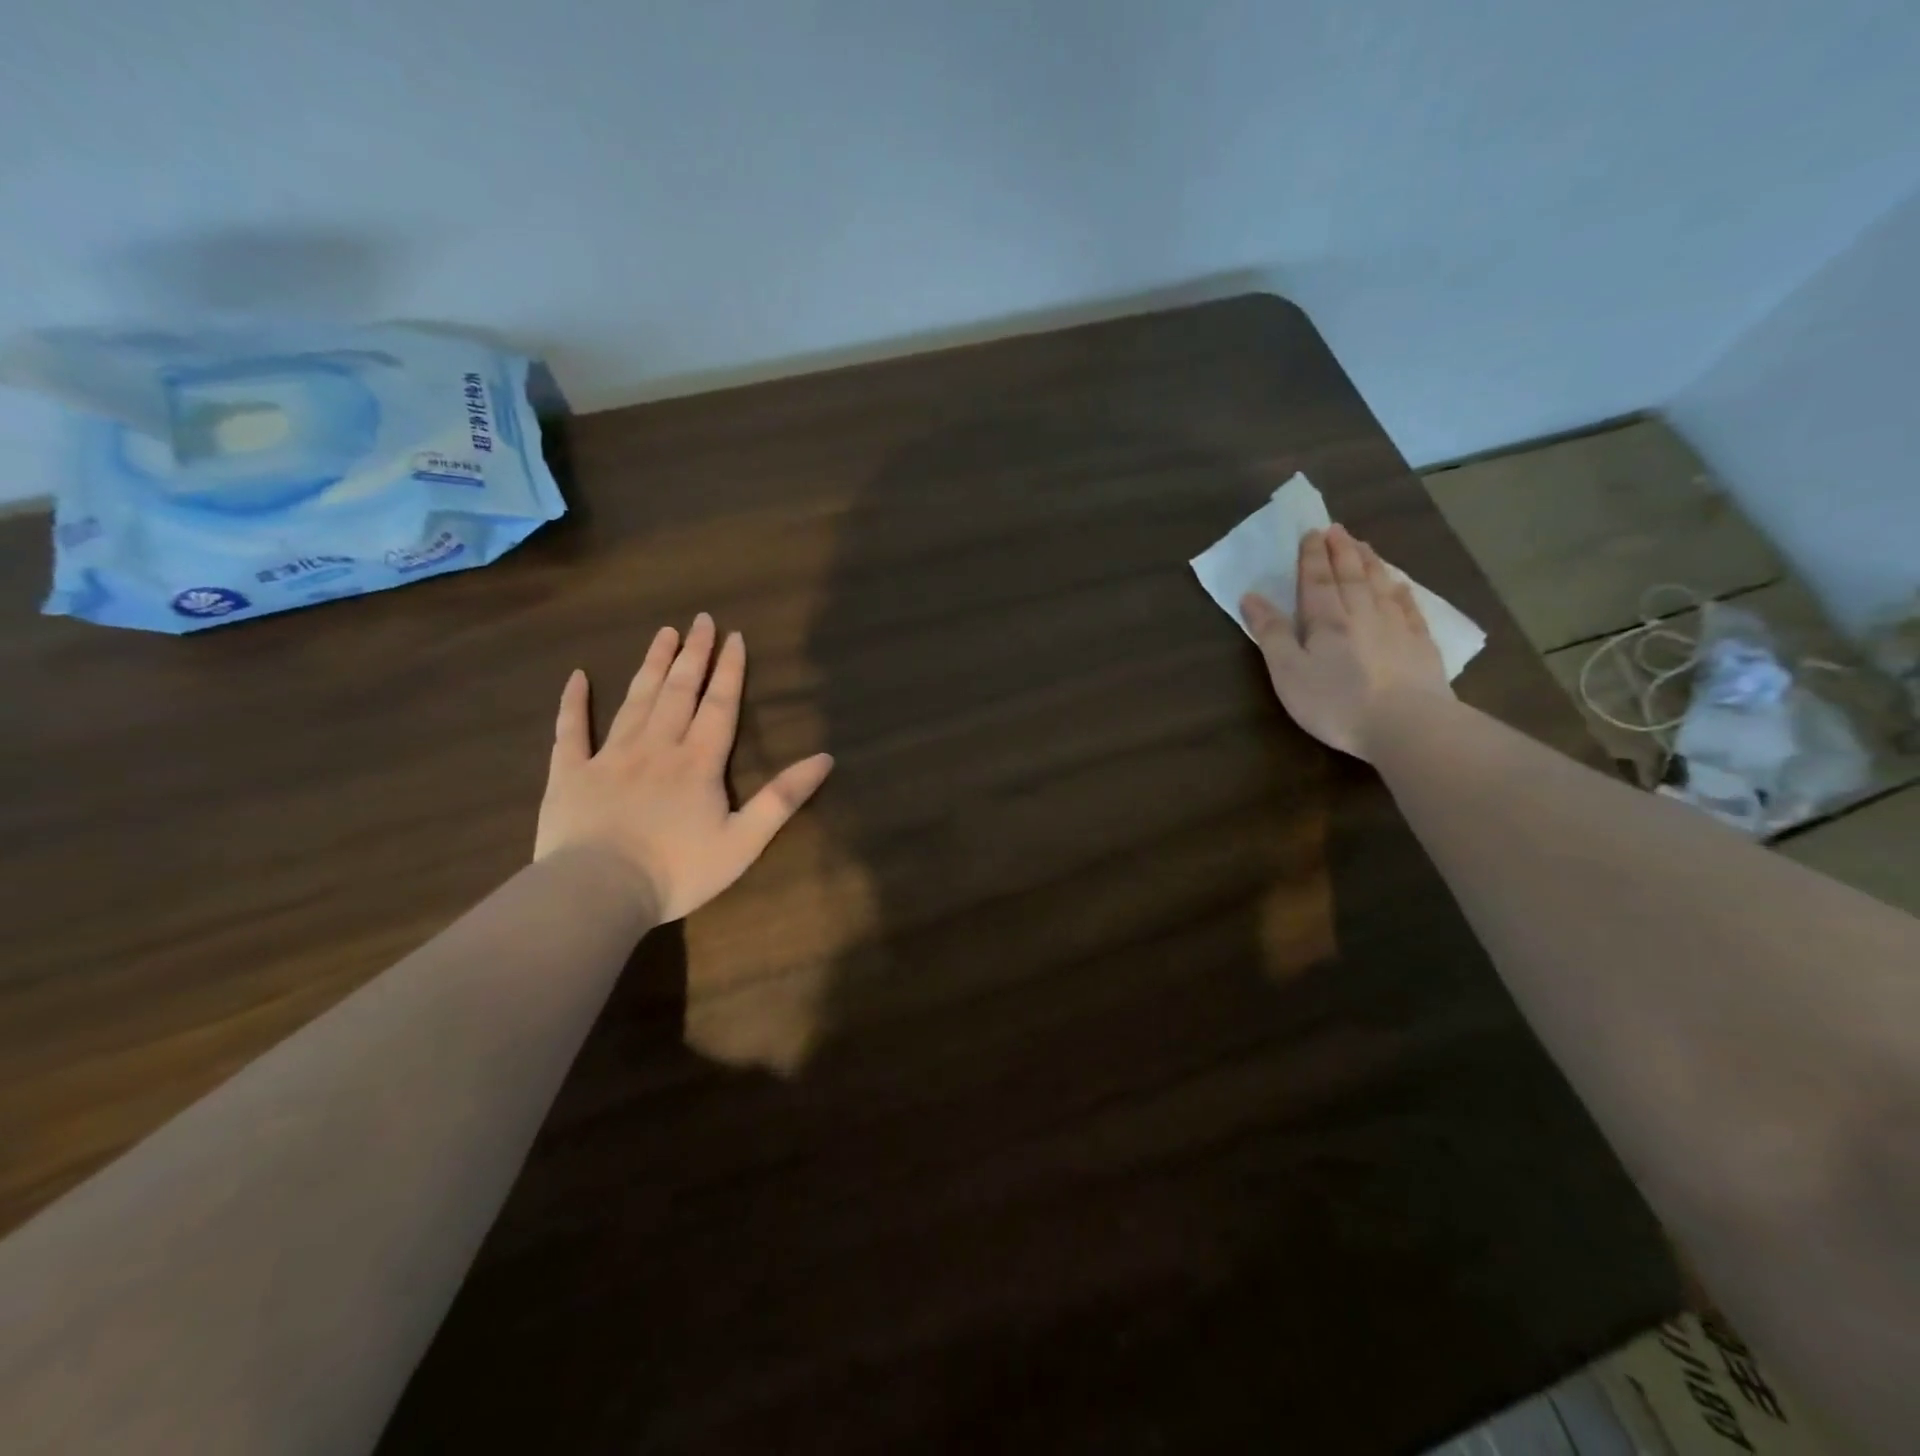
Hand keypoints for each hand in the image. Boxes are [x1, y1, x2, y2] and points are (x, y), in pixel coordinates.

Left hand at [534, 613, 834, 921]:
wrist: (598, 892)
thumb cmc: (678, 871)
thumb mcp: (745, 840)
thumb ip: (783, 798)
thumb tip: (825, 758)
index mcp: (698, 762)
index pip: (719, 705)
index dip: (729, 670)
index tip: (734, 636)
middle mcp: (657, 747)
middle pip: (679, 691)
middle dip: (693, 654)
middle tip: (701, 620)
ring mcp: (609, 756)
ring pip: (635, 700)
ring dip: (652, 665)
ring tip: (663, 634)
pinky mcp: (570, 773)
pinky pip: (569, 730)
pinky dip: (573, 702)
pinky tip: (576, 677)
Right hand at [1240, 523, 1450, 759]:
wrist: (1407, 725)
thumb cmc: (1336, 702)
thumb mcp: (1287, 672)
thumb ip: (1271, 633)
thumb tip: (1251, 596)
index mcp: (1326, 620)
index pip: (1316, 580)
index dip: (1312, 556)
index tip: (1311, 533)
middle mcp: (1362, 614)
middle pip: (1351, 575)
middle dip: (1341, 551)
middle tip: (1336, 529)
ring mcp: (1396, 627)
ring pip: (1380, 585)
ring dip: (1370, 563)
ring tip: (1363, 545)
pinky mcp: (1420, 645)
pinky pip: (1409, 607)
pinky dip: (1401, 591)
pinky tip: (1399, 584)